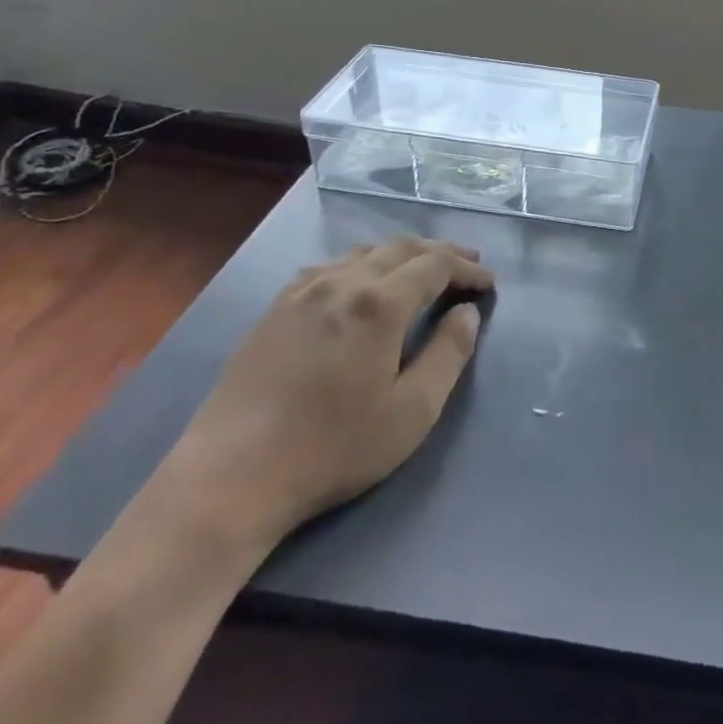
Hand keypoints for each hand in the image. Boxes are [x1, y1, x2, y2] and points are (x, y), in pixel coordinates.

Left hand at [159, 238, 492, 556]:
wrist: (232, 475)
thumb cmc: (334, 447)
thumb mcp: (412, 411)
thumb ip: (449, 353)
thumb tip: (467, 312)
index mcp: (379, 303)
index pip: (435, 265)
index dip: (468, 268)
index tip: (489, 283)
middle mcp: (341, 282)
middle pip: (401, 248)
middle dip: (441, 253)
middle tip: (468, 266)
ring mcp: (302, 291)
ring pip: (363, 253)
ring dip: (402, 255)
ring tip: (422, 272)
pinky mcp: (275, 308)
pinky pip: (330, 267)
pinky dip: (362, 265)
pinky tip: (363, 286)